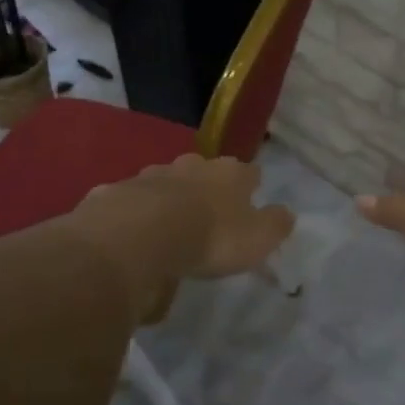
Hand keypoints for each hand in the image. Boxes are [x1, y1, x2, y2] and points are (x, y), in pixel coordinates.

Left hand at [130, 154, 295, 278]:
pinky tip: (134, 233)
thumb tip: (286, 213)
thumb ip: (275, 225)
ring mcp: (152, 175)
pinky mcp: (118, 191)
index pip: (249, 172)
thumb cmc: (211, 236)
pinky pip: (133, 201)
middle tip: (208, 211)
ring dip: (170, 198)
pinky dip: (136, 213)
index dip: (251, 185)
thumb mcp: (257, 238)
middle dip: (207, 187)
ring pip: (166, 181)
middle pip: (205, 171)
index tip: (251, 197)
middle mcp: (192, 165)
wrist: (141, 234)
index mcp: (230, 174)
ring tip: (169, 224)